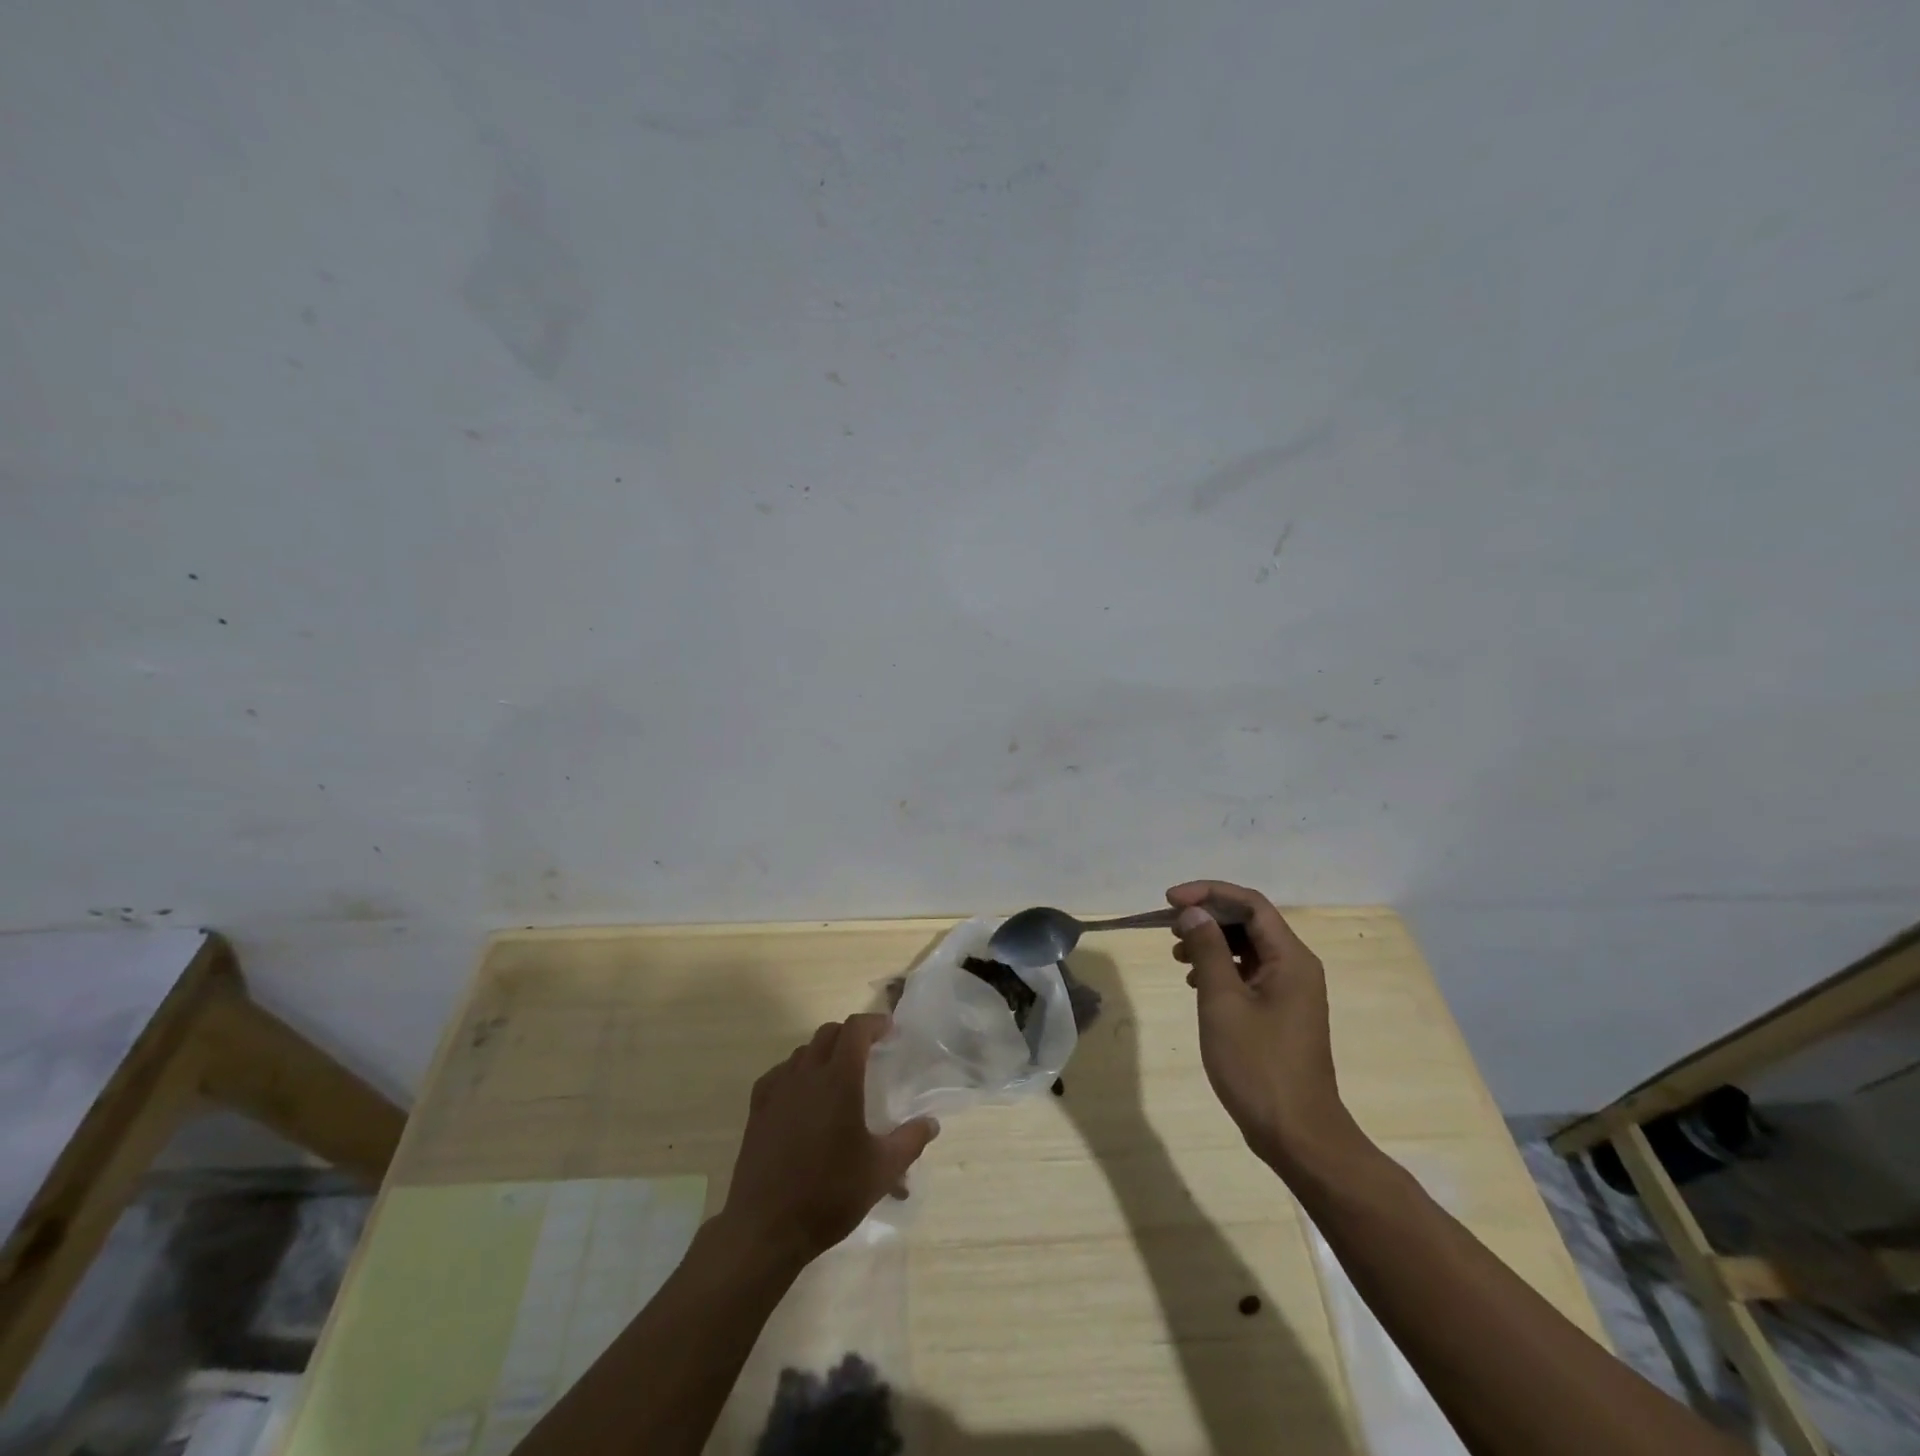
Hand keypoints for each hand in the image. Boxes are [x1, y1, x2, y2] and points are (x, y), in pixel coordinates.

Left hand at [720, 1013, 938, 1264]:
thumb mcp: (881, 1171)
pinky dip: (796, 1073)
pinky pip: (779, 1074)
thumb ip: (910, 1141)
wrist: (766, 1228)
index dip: (874, 1023)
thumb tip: (931, 1123)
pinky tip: (802, 1097)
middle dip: (850, 1035)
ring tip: (838, 1076)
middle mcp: (806, 1074)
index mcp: (839, 1079)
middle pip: (828, 1034)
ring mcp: (778, 1090)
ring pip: (803, 1052)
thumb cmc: (829, 1194)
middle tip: (868, 1052)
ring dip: (824, 1053)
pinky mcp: (758, 1109)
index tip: (889, 1031)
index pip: (855, 1029)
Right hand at [1168, 880, 1353, 1171]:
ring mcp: (1290, 991)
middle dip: (1207, 916)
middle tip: (1169, 927)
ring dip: (1211, 942)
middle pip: (1250, 921)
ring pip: (1248, 947)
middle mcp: (1296, 967)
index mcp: (1290, 958)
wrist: (1298, 1135)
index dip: (1208, 893)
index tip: (1169, 900)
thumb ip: (1208, 950)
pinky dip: (1221, 967)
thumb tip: (1194, 913)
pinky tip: (1195, 982)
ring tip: (1177, 955)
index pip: (1250, 903)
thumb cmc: (1258, 1066)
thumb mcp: (1223, 1002)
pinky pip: (1249, 972)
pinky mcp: (1280, 1012)